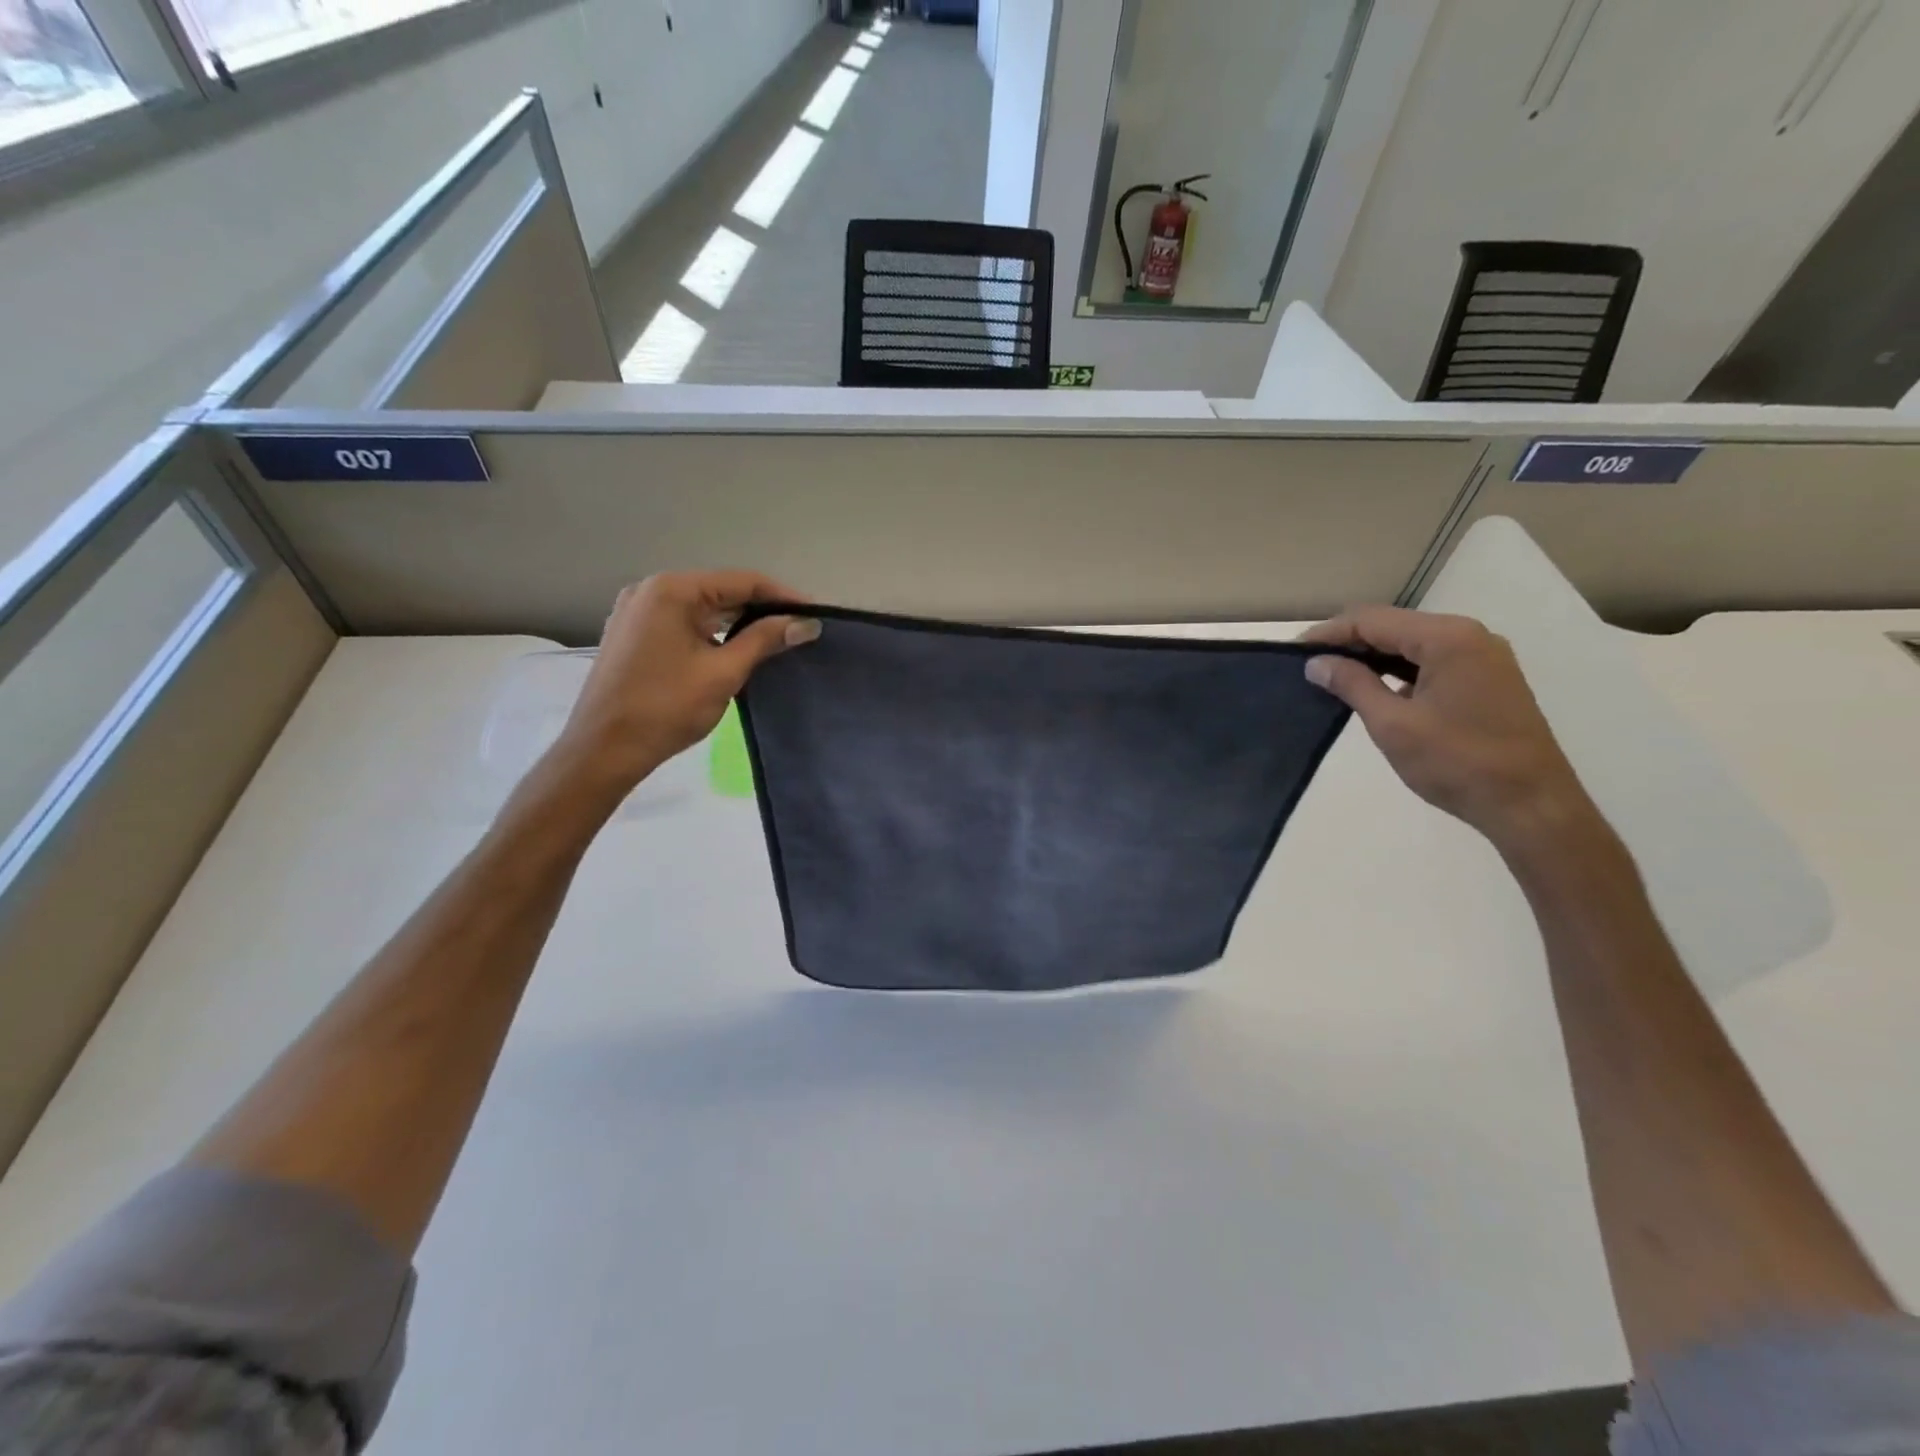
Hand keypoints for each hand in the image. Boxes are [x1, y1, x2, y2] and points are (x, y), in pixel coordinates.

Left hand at [550, 571, 817, 793]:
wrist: (603, 749)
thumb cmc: (665, 708)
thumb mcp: (723, 672)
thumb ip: (765, 640)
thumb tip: (805, 623)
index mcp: (671, 590)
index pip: (741, 581)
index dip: (783, 596)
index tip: (814, 615)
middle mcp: (651, 590)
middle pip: (720, 591)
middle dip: (761, 610)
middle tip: (799, 630)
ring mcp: (637, 612)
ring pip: (702, 609)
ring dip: (738, 623)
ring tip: (776, 641)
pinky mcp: (633, 634)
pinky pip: (683, 623)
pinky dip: (712, 633)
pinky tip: (736, 650)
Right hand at [1300, 606, 1596, 856]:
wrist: (1529, 805)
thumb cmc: (1457, 762)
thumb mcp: (1392, 724)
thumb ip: (1352, 685)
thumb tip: (1317, 663)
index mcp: (1448, 639)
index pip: (1373, 620)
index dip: (1330, 633)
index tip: (1294, 652)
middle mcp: (1470, 636)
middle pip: (1394, 626)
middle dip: (1350, 643)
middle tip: (1310, 666)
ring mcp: (1485, 658)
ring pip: (1414, 644)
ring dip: (1374, 657)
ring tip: (1335, 677)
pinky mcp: (1489, 680)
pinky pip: (1434, 661)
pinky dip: (1400, 670)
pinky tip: (1377, 689)